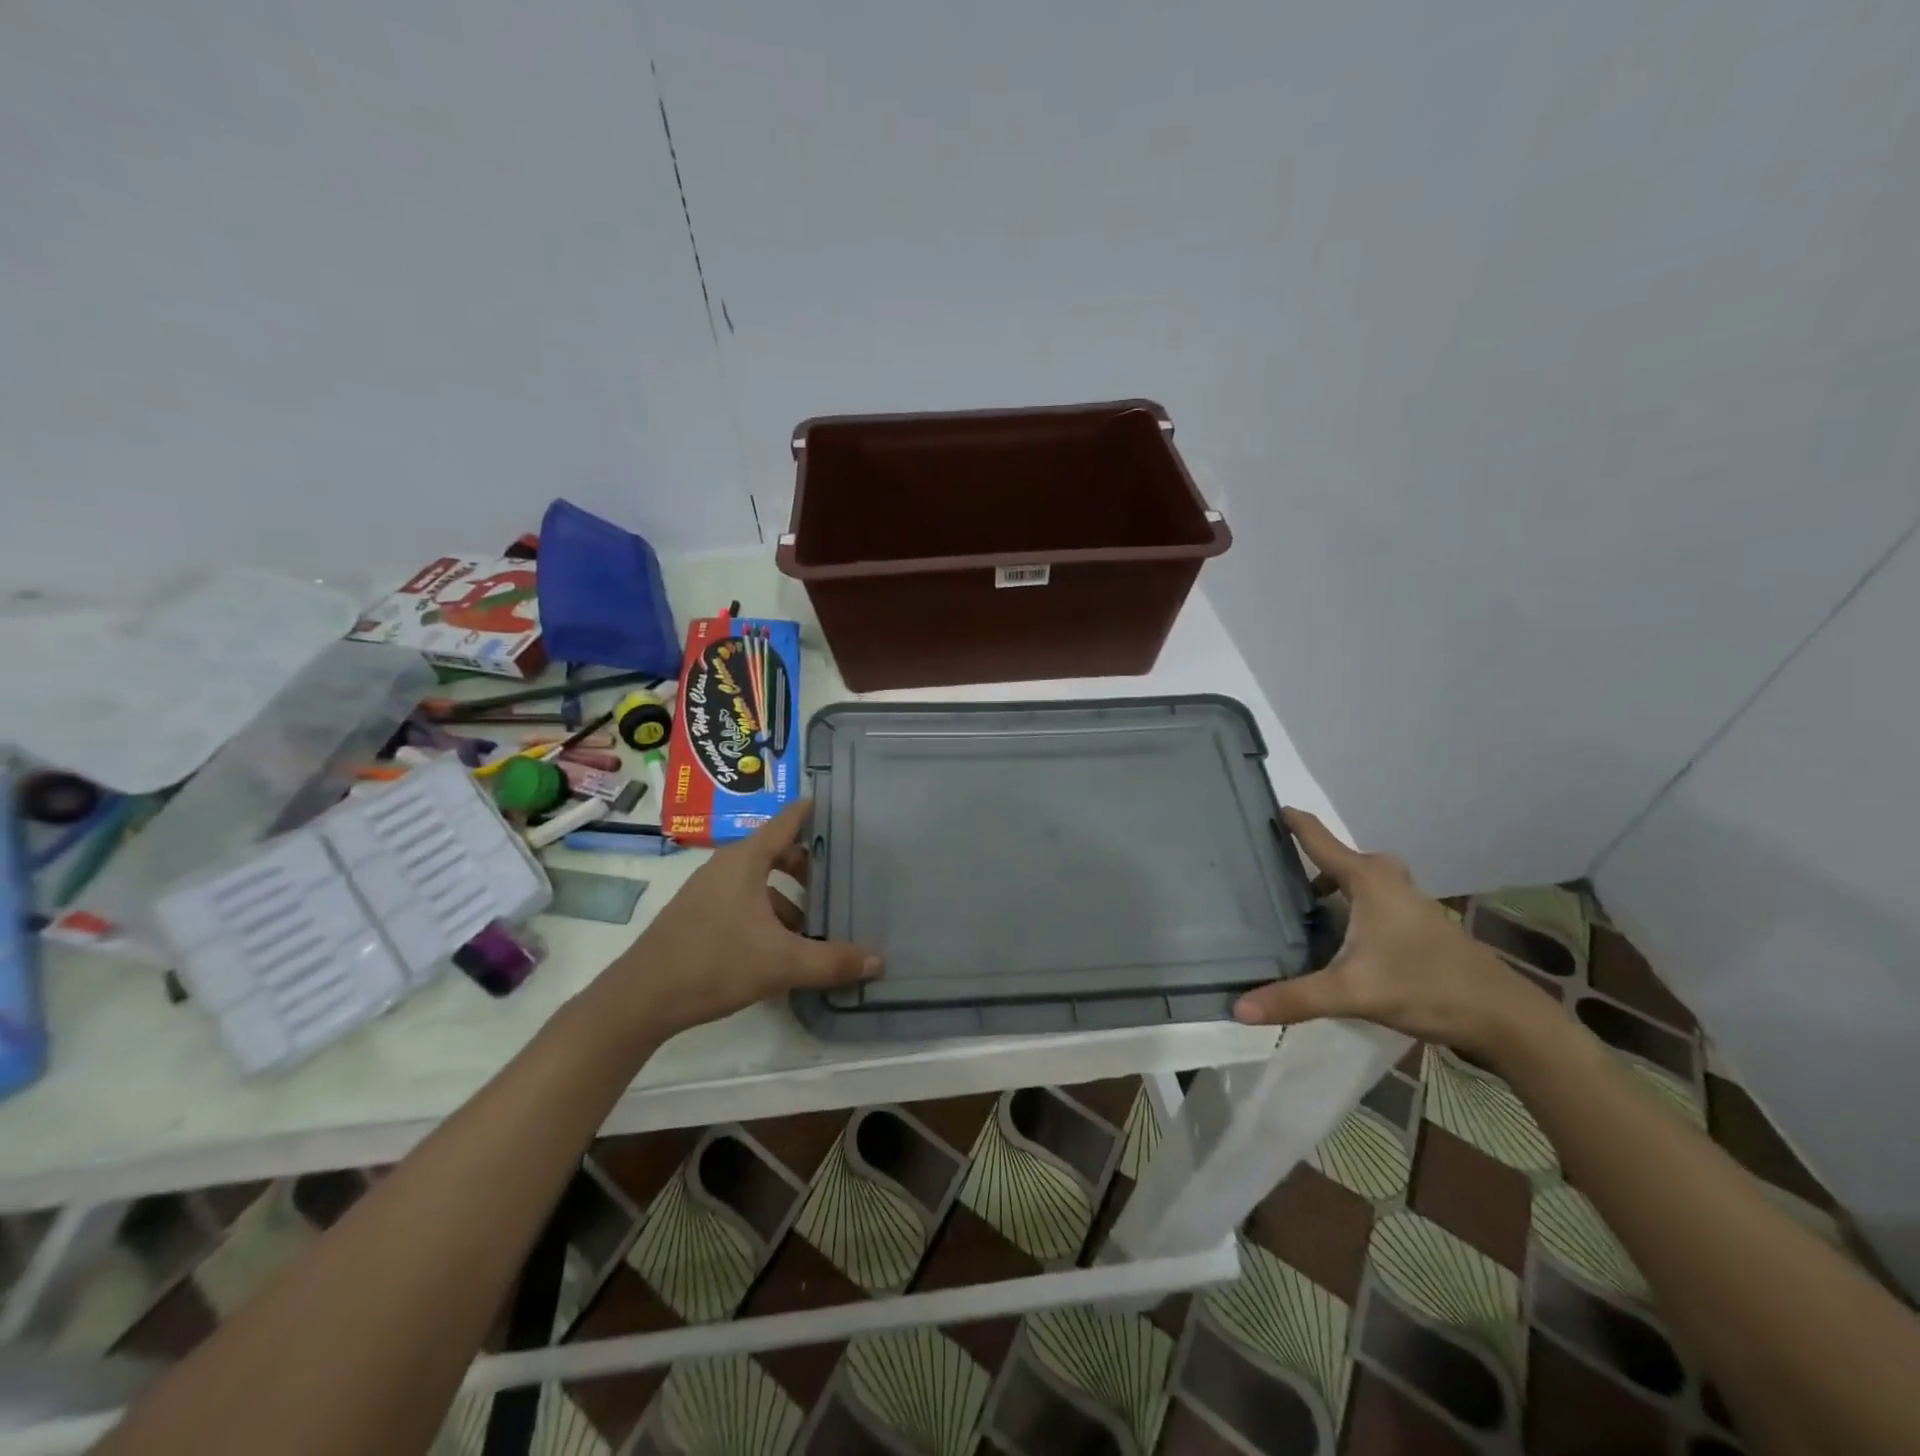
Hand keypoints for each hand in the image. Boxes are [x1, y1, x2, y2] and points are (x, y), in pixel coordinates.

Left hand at [585, 800, 880, 1043]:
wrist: (640, 999)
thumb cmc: (714, 964)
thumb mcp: (782, 964)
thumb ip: (832, 961)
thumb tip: (878, 960)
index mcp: (745, 861)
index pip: (786, 820)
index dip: (813, 811)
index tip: (840, 806)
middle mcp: (726, 866)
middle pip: (775, 850)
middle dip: (808, 862)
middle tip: (840, 875)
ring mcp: (708, 890)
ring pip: (759, 879)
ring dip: (788, 895)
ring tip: (816, 922)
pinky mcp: (698, 915)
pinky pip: (744, 899)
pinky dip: (768, 911)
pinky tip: (781, 946)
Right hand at [1232, 808, 1554, 1060]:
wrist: (1504, 1018)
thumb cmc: (1425, 987)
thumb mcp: (1352, 993)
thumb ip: (1295, 998)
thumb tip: (1239, 1008)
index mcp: (1368, 881)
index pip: (1319, 839)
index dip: (1293, 822)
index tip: (1266, 806)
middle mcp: (1387, 881)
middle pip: (1340, 858)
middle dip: (1308, 858)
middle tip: (1272, 868)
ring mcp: (1408, 902)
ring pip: (1360, 879)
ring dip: (1332, 884)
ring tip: (1299, 905)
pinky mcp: (1418, 924)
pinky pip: (1373, 898)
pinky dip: (1350, 903)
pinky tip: (1338, 935)